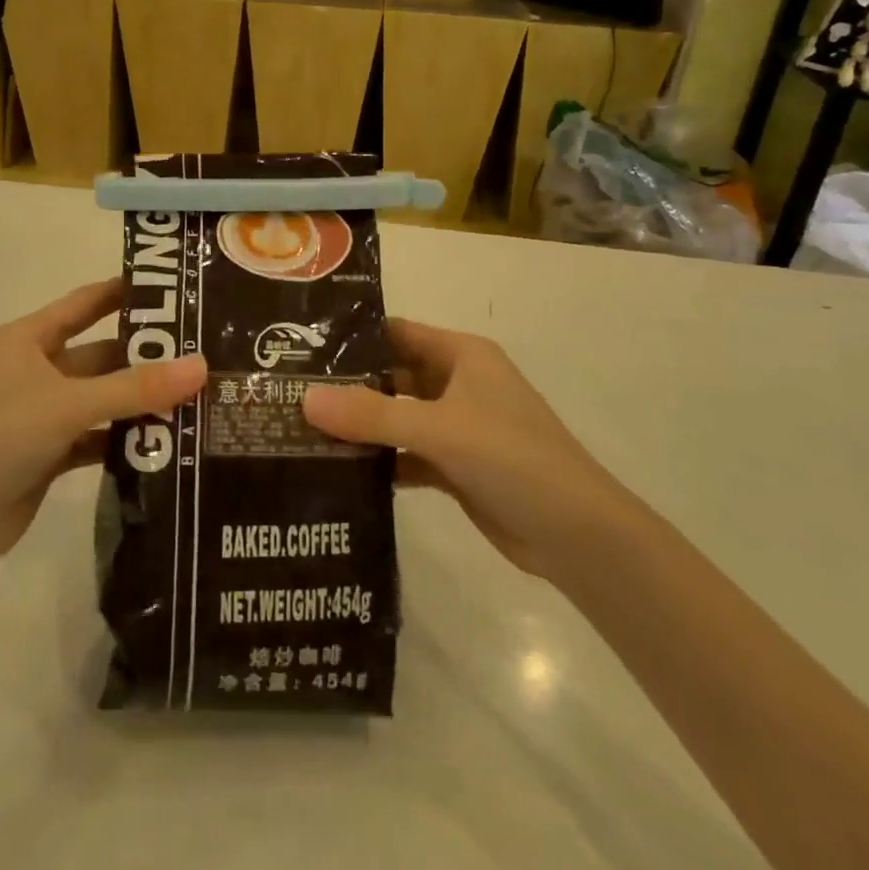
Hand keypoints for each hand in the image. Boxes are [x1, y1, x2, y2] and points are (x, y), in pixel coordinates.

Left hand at [0, 279, 206, 570]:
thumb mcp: (68, 404)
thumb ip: (135, 387)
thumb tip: (202, 365)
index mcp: (29, 338)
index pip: (86, 302)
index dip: (127, 292)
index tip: (178, 288)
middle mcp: (37, 369)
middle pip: (102, 354)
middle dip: (147, 357)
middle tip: (206, 355)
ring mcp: (43, 414)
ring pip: (103, 398)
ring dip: (141, 401)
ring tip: (200, 398)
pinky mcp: (49, 453)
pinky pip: (98, 436)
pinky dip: (126, 439)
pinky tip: (168, 443)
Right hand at [304, 319, 630, 582]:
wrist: (579, 537)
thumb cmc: (513, 459)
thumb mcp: (440, 429)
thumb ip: (371, 415)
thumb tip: (304, 399)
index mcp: (461, 355)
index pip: (397, 332)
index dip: (353, 337)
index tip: (301, 345)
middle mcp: (458, 384)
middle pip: (393, 375)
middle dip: (348, 384)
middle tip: (289, 391)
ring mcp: (458, 427)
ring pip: (398, 417)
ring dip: (360, 425)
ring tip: (300, 429)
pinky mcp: (456, 467)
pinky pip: (407, 454)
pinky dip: (380, 461)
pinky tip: (339, 470)